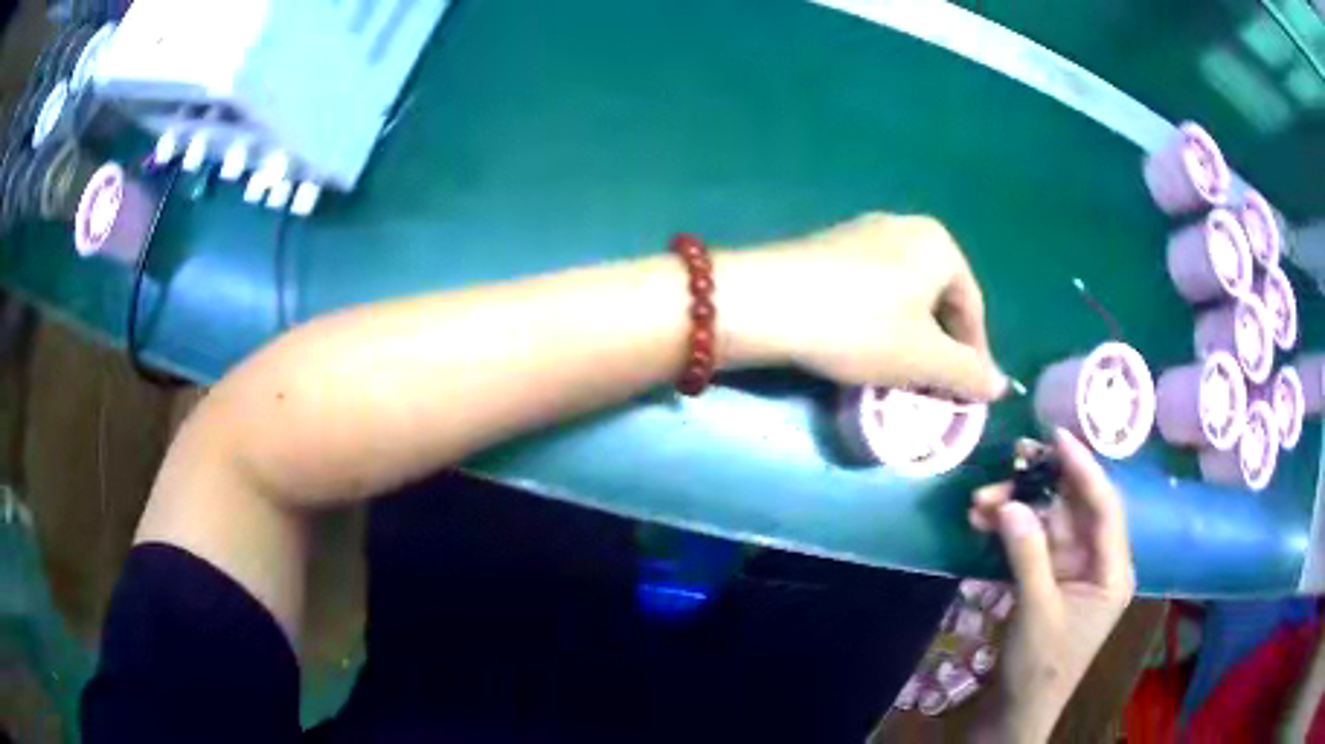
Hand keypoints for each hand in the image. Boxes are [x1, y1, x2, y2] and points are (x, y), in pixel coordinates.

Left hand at [717, 213, 1006, 400]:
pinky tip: (862, 347)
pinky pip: (870, 291)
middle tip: (932, 386)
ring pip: (903, 296)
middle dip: (940, 346)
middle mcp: (903, 227)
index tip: (968, 394)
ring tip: (898, 373)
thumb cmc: (860, 326)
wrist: (764, 302)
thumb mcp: (923, 358)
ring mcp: (861, 233)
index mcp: (938, 243)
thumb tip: (1000, 386)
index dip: (974, 355)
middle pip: (938, 299)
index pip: (972, 308)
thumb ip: (968, 373)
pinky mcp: (827, 249)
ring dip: (909, 337)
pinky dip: (878, 322)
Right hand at [967, 428, 1135, 741]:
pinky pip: (1032, 541)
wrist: (1017, 709)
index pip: (1105, 506)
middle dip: (1039, 487)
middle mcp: (1097, 561)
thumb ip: (1028, 555)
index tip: (1057, 437)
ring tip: (979, 502)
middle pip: (1074, 508)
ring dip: (1016, 509)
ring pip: (1049, 521)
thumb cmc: (1040, 666)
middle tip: (1006, 466)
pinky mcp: (1049, 577)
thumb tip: (1010, 504)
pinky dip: (1009, 531)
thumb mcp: (1037, 612)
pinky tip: (983, 522)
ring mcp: (1072, 568)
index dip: (1084, 468)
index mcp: (1113, 570)